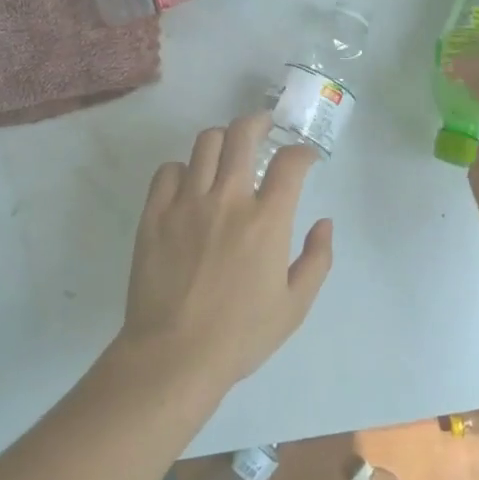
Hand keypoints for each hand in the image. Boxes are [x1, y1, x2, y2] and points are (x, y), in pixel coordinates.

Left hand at [118, 112, 334, 391]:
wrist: (173, 357)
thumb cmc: (240, 335)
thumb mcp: (295, 305)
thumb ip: (317, 259)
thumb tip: (324, 223)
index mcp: (267, 220)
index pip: (290, 162)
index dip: (302, 152)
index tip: (305, 159)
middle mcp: (228, 199)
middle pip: (242, 134)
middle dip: (259, 123)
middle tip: (264, 128)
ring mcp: (186, 203)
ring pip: (205, 144)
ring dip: (223, 141)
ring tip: (228, 151)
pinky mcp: (154, 215)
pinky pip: (167, 170)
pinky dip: (183, 169)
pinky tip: (190, 184)